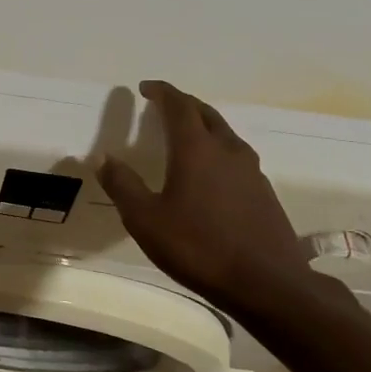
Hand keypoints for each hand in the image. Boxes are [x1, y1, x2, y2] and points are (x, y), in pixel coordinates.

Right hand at [97, 80, 315, 312]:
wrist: (267, 283)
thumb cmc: (198, 247)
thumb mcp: (145, 219)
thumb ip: (122, 185)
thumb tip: (103, 157)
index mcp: (196, 149)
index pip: (179, 106)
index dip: (162, 92)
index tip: (145, 88)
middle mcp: (227, 150)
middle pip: (205, 113)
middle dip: (183, 104)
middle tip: (163, 106)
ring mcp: (251, 171)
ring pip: (225, 133)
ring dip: (203, 125)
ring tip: (184, 134)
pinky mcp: (263, 192)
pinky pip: (236, 156)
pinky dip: (217, 149)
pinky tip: (209, 171)